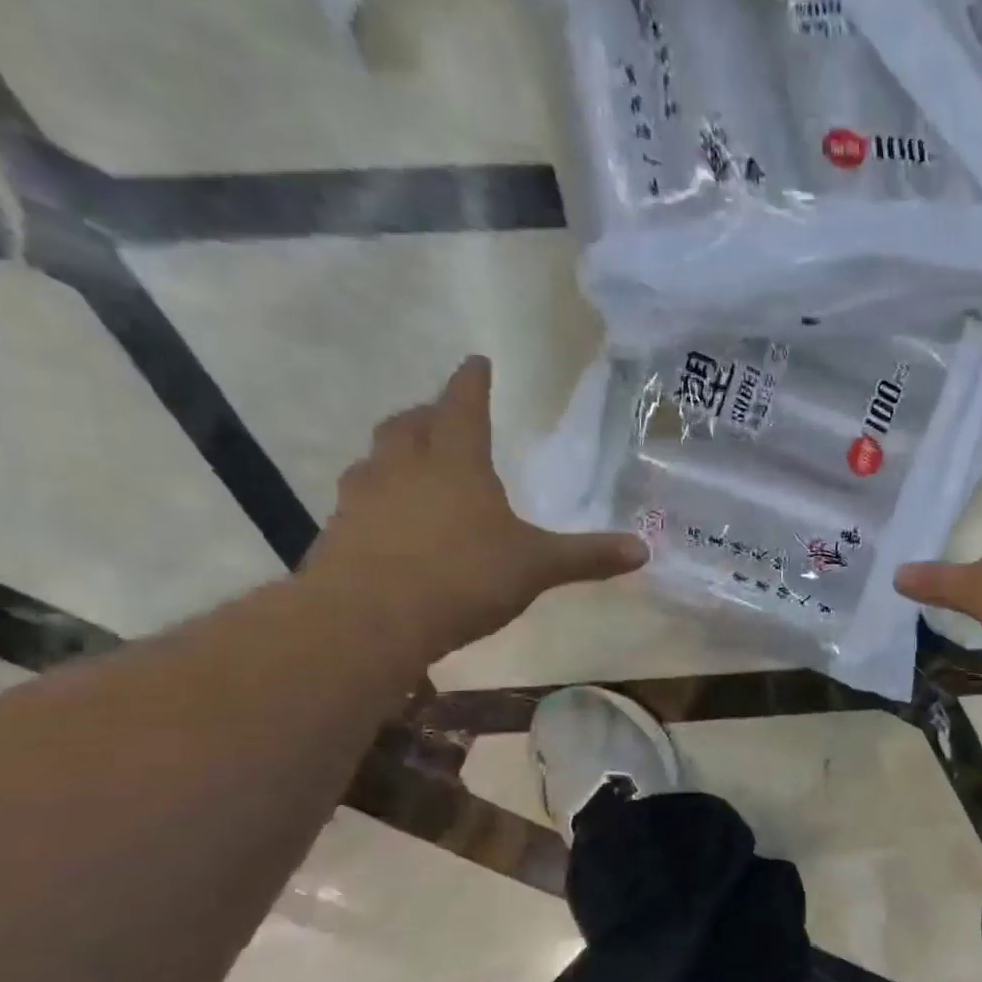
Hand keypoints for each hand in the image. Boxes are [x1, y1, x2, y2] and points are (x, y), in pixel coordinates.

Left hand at [303, 355, 646, 663]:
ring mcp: (362, 498)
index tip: (477, 361)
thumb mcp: (536, 567)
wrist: (367, 620)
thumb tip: (643, 550)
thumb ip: (587, 556)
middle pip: (410, 425)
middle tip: (443, 414)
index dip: (472, 383)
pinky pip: (359, 499)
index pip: (463, 407)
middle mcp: (403, 468)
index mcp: (455, 464)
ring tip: (413, 463)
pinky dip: (378, 497)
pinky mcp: (339, 533)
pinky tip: (391, 521)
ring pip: (376, 458)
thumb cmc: (462, 576)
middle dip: (429, 414)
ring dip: (396, 452)